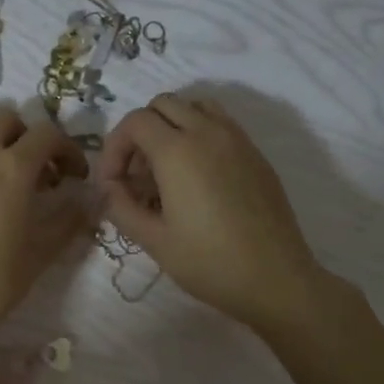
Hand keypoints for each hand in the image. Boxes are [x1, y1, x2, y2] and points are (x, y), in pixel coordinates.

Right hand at [97, 93, 321, 332]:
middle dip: (140, 133)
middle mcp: (208, 132)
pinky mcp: (256, 155)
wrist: (275, 279)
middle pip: (163, 105)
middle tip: (137, 176)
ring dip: (172, 127)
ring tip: (166, 170)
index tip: (112, 184)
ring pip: (195, 107)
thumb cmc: (208, 262)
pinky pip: (221, 125)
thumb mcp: (153, 240)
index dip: (114, 148)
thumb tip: (109, 189)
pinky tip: (197, 180)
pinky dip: (199, 136)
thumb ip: (121, 207)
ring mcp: (238, 140)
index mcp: (178, 151)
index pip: (135, 122)